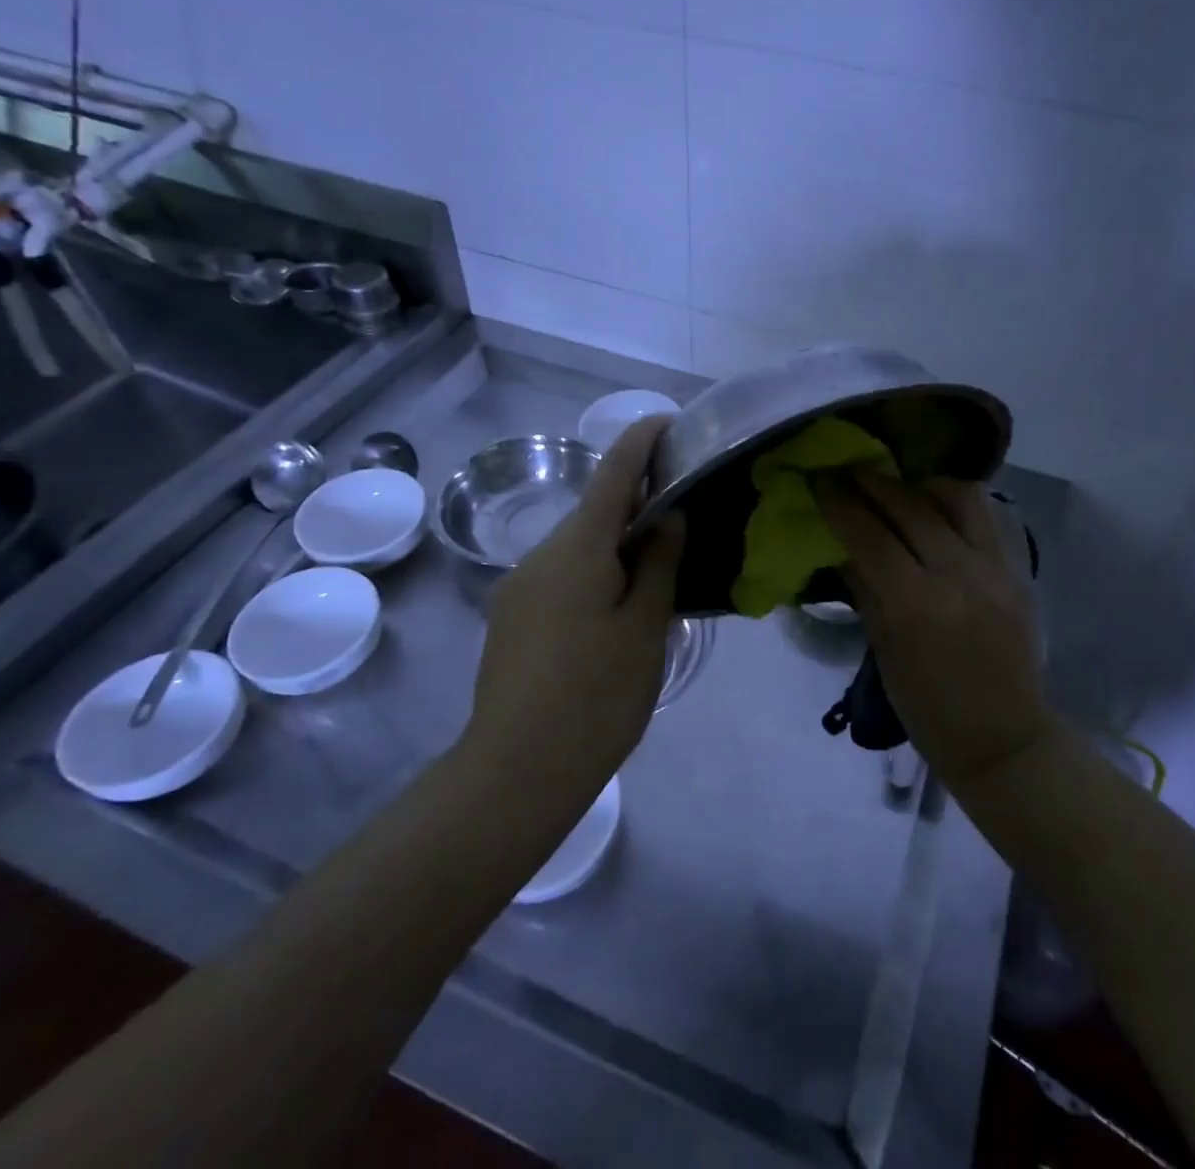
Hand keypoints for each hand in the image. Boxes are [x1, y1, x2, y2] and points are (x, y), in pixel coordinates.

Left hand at [468, 416, 684, 779]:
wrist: (515, 773)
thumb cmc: (595, 697)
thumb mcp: (645, 628)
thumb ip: (659, 564)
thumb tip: (666, 516)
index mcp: (576, 549)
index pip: (612, 475)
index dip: (640, 442)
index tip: (667, 420)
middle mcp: (540, 557)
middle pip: (594, 512)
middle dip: (635, 501)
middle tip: (683, 508)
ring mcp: (519, 588)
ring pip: (578, 548)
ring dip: (616, 544)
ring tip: (659, 566)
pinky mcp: (511, 619)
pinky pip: (562, 576)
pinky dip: (595, 572)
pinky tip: (618, 607)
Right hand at [814, 472, 1051, 789]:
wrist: (1004, 739)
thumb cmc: (929, 710)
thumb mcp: (884, 653)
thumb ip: (865, 592)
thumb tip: (842, 547)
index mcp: (916, 605)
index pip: (869, 535)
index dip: (840, 503)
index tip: (819, 480)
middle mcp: (958, 574)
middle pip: (909, 506)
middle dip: (871, 483)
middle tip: (847, 471)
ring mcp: (994, 568)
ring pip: (957, 496)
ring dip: (920, 483)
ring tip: (899, 486)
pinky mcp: (1018, 569)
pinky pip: (987, 516)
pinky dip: (956, 501)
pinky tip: (937, 506)